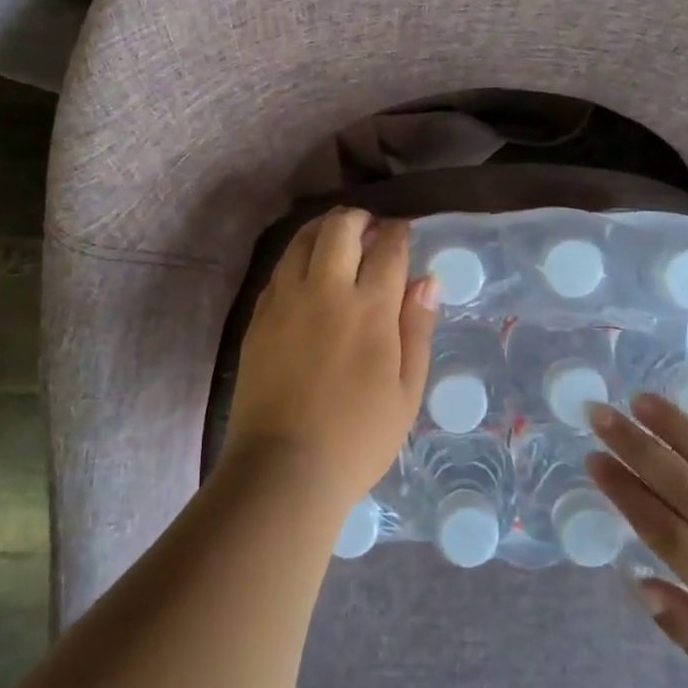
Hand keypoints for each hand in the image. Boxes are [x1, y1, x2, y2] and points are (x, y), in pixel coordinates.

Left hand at [222, 209, 438, 517]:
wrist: (284, 468)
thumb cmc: (358, 437)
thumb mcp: (406, 390)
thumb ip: (417, 329)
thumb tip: (427, 280)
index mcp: (371, 308)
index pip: (388, 248)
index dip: (399, 231)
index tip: (403, 231)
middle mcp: (327, 291)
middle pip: (340, 228)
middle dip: (359, 218)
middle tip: (370, 230)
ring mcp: (286, 300)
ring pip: (302, 239)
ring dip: (324, 229)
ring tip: (337, 239)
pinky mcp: (259, 315)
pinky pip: (280, 268)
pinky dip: (298, 257)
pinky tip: (306, 271)